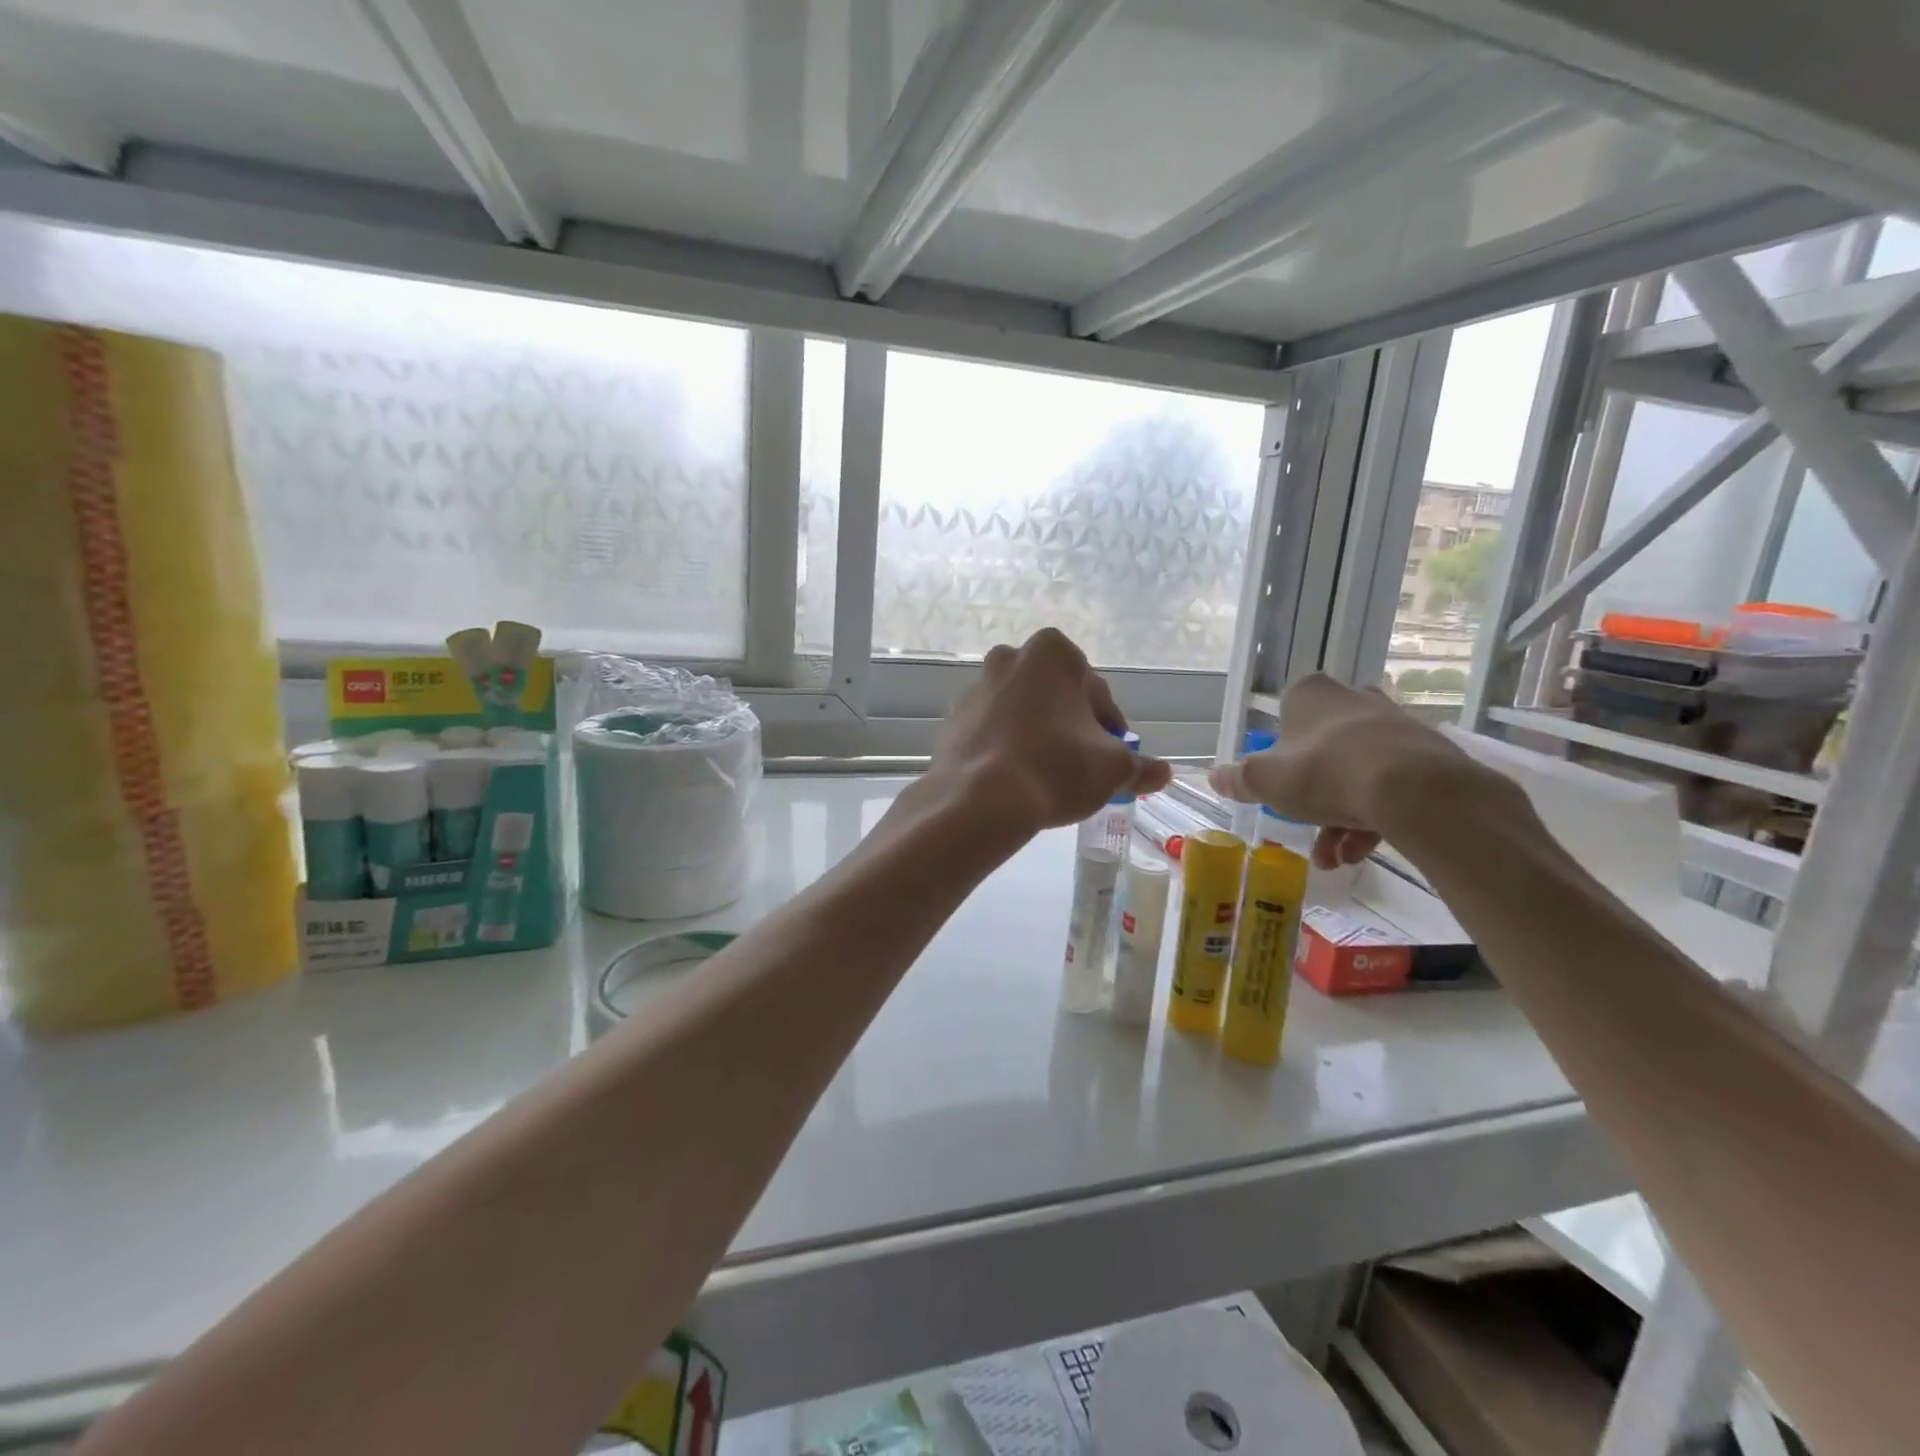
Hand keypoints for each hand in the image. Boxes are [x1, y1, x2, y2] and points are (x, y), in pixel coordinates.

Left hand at [933, 629, 1171, 837]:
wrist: (978, 801)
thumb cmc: (1055, 769)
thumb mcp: (1112, 769)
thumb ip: (1140, 767)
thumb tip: (1162, 773)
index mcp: (1052, 653)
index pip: (1097, 694)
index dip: (1111, 731)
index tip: (1112, 760)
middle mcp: (1009, 658)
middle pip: (1057, 699)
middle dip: (1072, 728)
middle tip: (1082, 768)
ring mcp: (975, 688)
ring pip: (1022, 713)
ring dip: (1038, 737)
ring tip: (1048, 778)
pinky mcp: (953, 720)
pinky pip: (993, 732)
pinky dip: (1007, 748)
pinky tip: (1016, 780)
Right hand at [1208, 674, 1492, 868]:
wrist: (1414, 790)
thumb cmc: (1324, 773)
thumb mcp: (1264, 781)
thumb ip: (1237, 779)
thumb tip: (1213, 777)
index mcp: (1311, 694)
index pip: (1285, 717)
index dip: (1278, 755)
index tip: (1278, 786)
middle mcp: (1354, 700)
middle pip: (1322, 750)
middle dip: (1311, 796)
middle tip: (1304, 827)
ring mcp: (1395, 726)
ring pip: (1356, 773)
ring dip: (1339, 818)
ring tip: (1334, 859)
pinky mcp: (1428, 755)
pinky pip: (1390, 786)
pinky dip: (1371, 819)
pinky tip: (1359, 854)